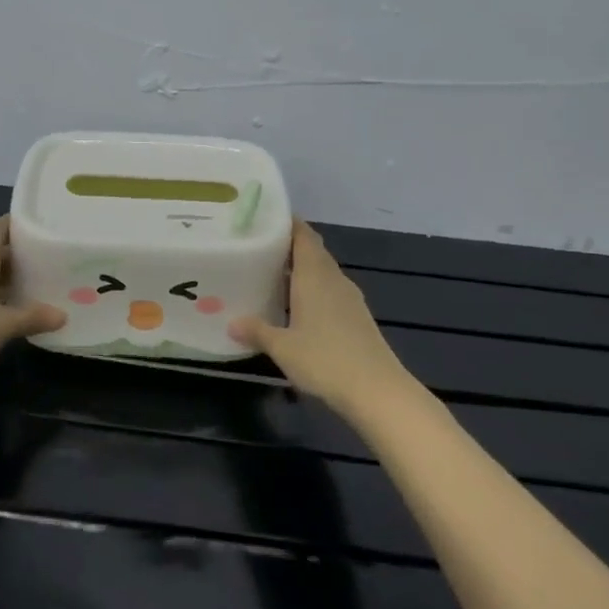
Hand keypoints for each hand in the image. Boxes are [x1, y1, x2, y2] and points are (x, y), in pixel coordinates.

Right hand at [229, 220, 412, 416]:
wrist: (376, 390)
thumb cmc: (325, 360)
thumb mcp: (282, 347)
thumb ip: (257, 331)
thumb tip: (232, 323)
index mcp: (314, 275)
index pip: (302, 235)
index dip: (286, 223)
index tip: (263, 218)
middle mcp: (333, 279)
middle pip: (312, 251)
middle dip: (288, 245)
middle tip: (258, 247)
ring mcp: (349, 298)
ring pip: (322, 271)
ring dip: (301, 269)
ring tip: (272, 274)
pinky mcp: (357, 316)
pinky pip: (330, 290)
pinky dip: (312, 289)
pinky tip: (297, 306)